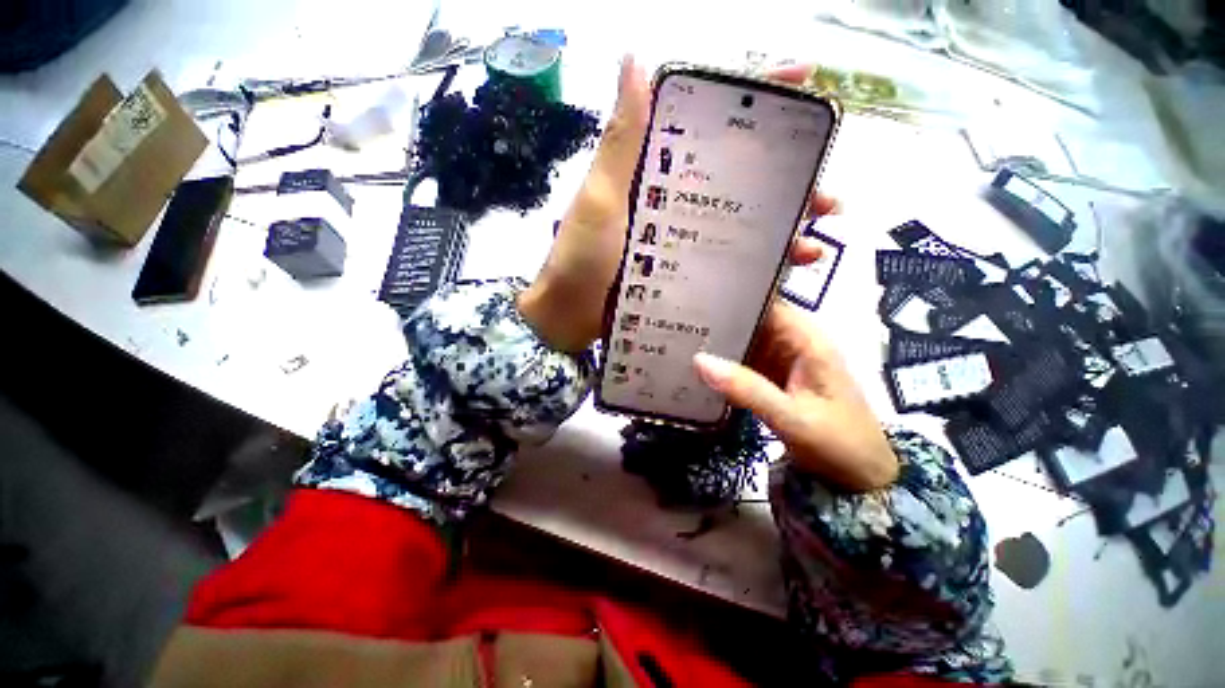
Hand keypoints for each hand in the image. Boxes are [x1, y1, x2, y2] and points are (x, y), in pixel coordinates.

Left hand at [519, 58, 838, 352]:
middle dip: (786, 178)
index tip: (804, 82)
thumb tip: (634, 59)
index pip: (705, 119)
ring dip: (780, 225)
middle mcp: (669, 196)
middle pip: (735, 175)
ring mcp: (676, 235)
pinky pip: (723, 258)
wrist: (567, 319)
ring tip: (813, 238)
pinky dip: (753, 261)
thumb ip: (620, 140)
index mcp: (650, 169)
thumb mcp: (599, 199)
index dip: (753, 96)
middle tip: (824, 195)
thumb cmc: (579, 261)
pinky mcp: (678, 268)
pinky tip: (781, 270)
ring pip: (737, 219)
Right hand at [693, 302, 898, 490]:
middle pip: (750, 318)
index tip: (695, 294)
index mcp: (806, 338)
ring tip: (678, 333)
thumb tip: (699, 360)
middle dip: (717, 317)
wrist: (858, 478)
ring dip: (716, 339)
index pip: (765, 301)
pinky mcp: (771, 376)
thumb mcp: (791, 416)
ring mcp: (780, 359)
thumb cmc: (838, 443)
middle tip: (676, 316)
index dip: (733, 294)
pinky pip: (742, 361)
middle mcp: (792, 341)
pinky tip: (694, 360)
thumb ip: (746, 388)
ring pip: (743, 339)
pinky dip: (722, 361)